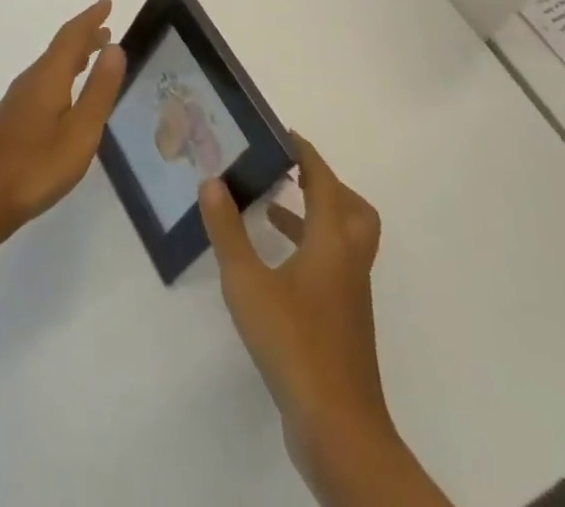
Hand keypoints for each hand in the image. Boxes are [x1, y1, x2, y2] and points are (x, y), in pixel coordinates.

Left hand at [0, 0, 125, 240]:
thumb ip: (98, 90)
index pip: (72, 36)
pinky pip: (44, 82)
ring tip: (93, 56)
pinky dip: (62, 75)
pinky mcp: (13, 120)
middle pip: (60, 48)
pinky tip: (66, 94)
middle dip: (84, 36)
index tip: (107, 3)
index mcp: (48, 77)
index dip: (90, 19)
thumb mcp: (80, 131)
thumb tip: (114, 48)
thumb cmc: (35, 166)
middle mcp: (31, 80)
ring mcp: (18, 101)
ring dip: (73, 56)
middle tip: (106, 29)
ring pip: (51, 66)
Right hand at [200, 138, 391, 463]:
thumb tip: (212, 182)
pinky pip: (333, 268)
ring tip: (272, 209)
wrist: (338, 429)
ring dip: (314, 218)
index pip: (325, 182)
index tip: (283, 135)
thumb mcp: (247, 282)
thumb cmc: (294, 343)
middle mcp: (348, 261)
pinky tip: (276, 267)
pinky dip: (309, 251)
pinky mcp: (343, 324)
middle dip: (324, 185)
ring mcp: (350, 296)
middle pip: (352, 209)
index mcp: (332, 242)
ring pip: (343, 240)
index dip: (307, 155)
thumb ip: (228, 231)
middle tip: (289, 173)